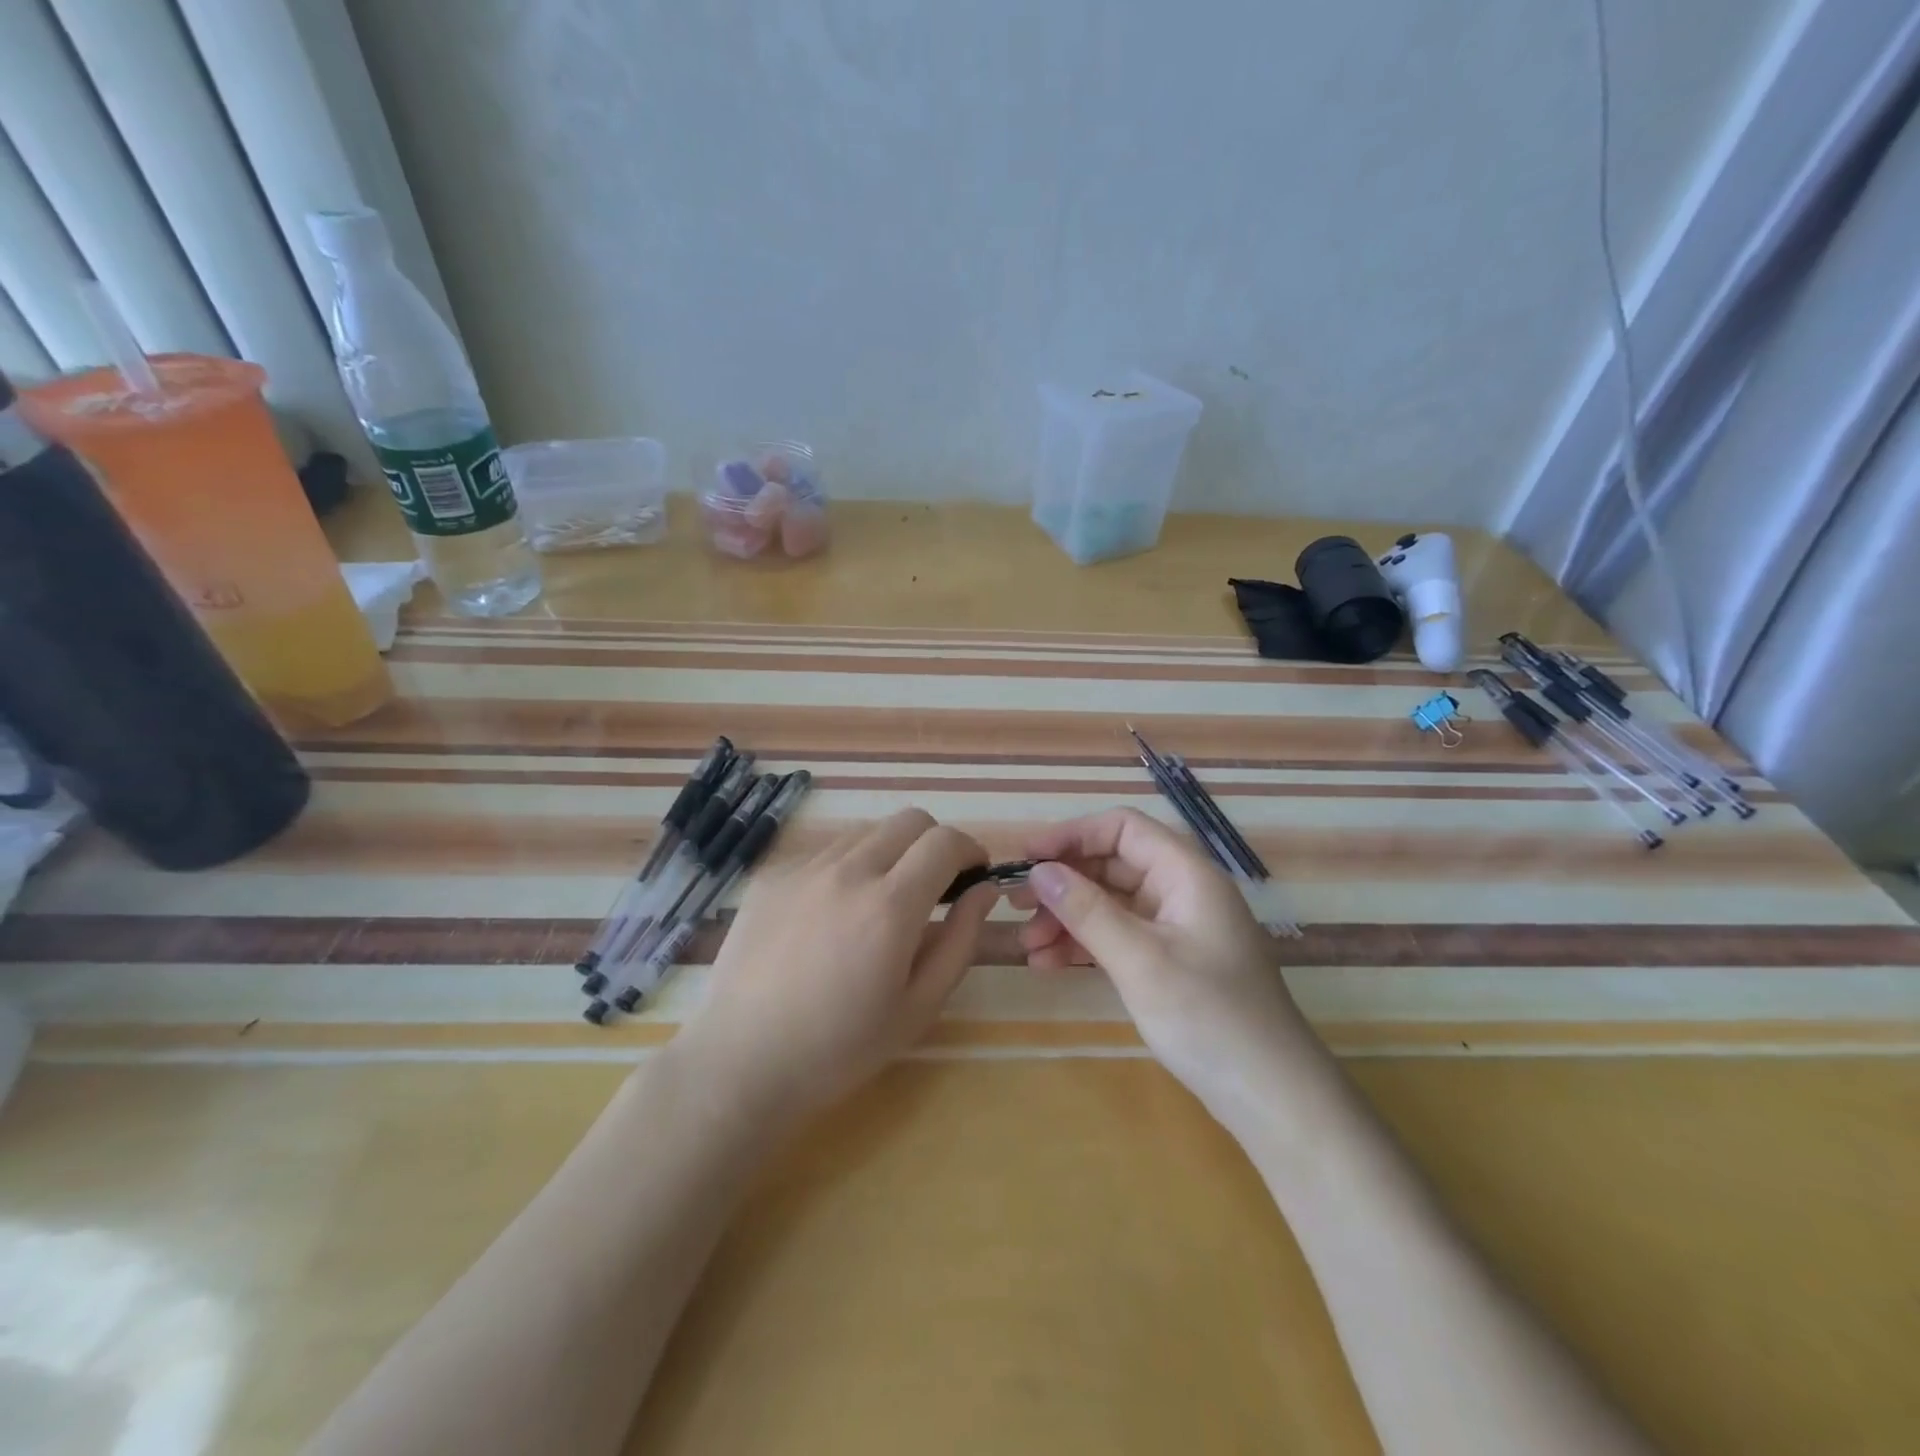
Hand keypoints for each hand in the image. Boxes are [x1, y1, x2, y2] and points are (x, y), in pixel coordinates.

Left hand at [672, 808, 995, 1131]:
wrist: (741, 1063)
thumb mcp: (919, 1006)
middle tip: (933, 886)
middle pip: (909, 820)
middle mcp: (847, 871)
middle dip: (934, 843)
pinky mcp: (771, 878)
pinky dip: (846, 869)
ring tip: (878, 904)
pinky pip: (824, 854)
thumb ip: (961, 940)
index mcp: (890, 906)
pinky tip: (830, 917)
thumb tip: (985, 891)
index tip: (973, 875)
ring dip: (889, 854)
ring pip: (865, 833)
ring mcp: (803, 869)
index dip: (970, 849)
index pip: (945, 841)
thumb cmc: (840, 1048)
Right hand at [1015, 807, 1324, 1127]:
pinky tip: (1049, 964)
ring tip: (1027, 946)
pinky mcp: (1171, 962)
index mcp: (1186, 874)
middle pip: (1112, 865)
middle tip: (1017, 907)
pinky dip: (1085, 945)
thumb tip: (1039, 871)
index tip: (1026, 857)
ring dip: (1068, 919)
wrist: (1273, 1098)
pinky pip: (1119, 937)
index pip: (1122, 828)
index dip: (1071, 835)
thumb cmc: (1210, 1018)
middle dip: (1063, 884)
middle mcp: (1182, 892)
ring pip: (1111, 904)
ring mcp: (1177, 929)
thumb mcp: (1140, 960)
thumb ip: (1087, 910)